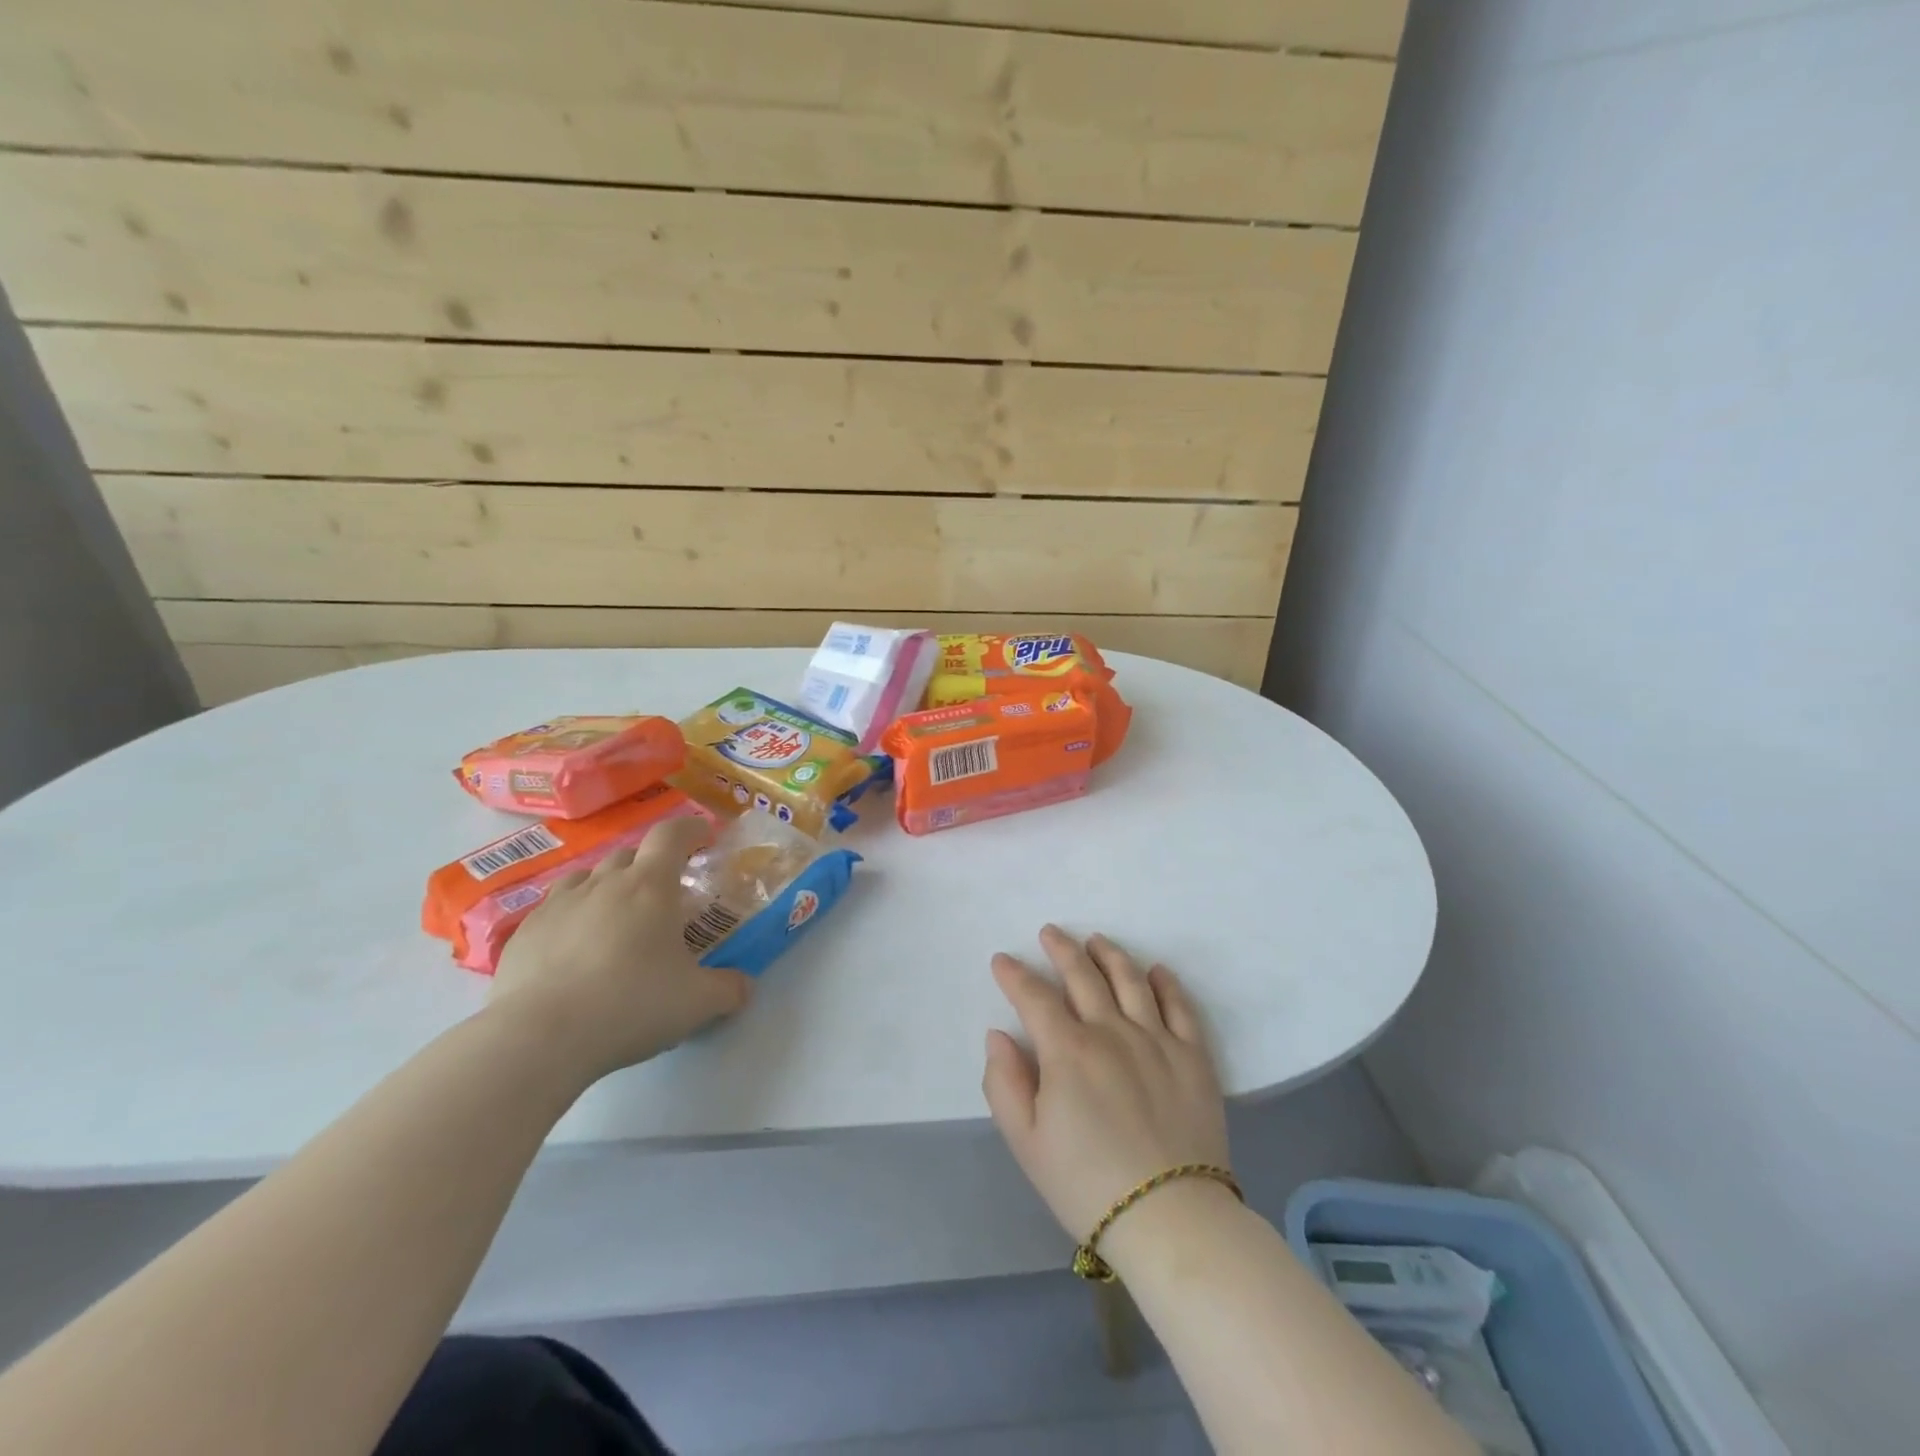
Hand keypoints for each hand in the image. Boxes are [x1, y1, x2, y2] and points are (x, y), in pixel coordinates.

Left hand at [489, 816, 752, 1082]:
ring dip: (607, 887)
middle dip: (650, 866)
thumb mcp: (697, 1003)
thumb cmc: (630, 1005)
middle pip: (630, 855)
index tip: (703, 835)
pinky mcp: (524, 933)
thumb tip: (744, 986)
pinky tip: (575, 951)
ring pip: (588, 878)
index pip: (672, 835)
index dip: (690, 829)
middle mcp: (603, 883)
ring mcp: (559, 905)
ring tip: (617, 918)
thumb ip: (728, 989)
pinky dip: (573, 918)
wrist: (539, 1037)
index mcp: (650, 886)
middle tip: (664, 896)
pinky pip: (556, 910)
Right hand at [982, 926, 1229, 1245]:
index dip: (1014, 975)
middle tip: (1050, 932)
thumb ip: (1003, 1082)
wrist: (1171, 1219)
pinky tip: (1156, 972)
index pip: (1034, 997)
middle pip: (1082, 976)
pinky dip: (1166, 983)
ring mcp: (1157, 1039)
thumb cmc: (1086, 1184)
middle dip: (1061, 949)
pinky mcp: (1193, 1057)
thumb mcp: (1026, 1142)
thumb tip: (999, 1035)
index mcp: (1067, 1050)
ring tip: (1097, 941)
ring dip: (1109, 955)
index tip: (1002, 960)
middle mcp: (1111, 1031)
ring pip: (1130, 980)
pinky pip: (1180, 1007)